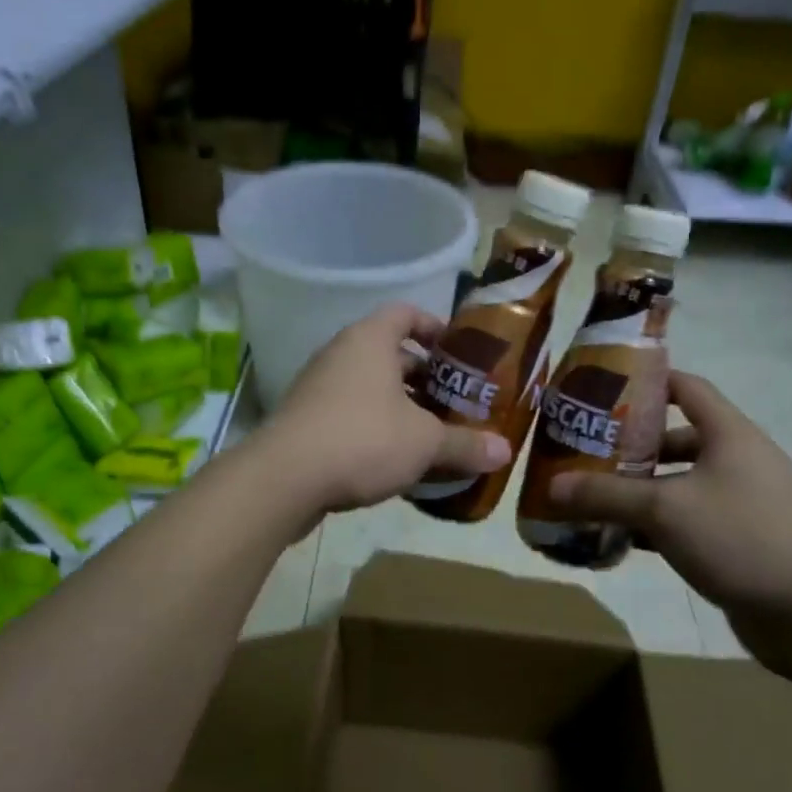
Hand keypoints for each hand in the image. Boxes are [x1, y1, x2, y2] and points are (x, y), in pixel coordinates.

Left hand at [262, 303, 510, 517]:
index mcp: (369, 340)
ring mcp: (317, 386)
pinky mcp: (303, 419)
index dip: (434, 327)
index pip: (406, 313)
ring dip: (398, 403)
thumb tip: (506, 452)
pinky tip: (393, 457)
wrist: (285, 478)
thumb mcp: (424, 442)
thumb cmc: (363, 439)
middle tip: (453, 399)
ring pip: (368, 385)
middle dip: (422, 375)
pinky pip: (348, 411)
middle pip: (388, 352)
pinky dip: (373, 424)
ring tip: (429, 431)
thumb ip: (465, 443)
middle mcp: (340, 353)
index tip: (458, 353)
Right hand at [548, 372, 791, 671]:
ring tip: (595, 494)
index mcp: (731, 434)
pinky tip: (623, 537)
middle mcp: (740, 460)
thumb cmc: (739, 538)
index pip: (688, 387)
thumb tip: (552, 486)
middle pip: (679, 437)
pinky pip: (691, 518)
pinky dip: (659, 523)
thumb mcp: (664, 510)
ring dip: (642, 488)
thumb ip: (606, 495)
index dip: (648, 381)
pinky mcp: (742, 539)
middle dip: (633, 444)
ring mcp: (744, 501)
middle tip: (586, 449)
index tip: (603, 388)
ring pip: (682, 482)